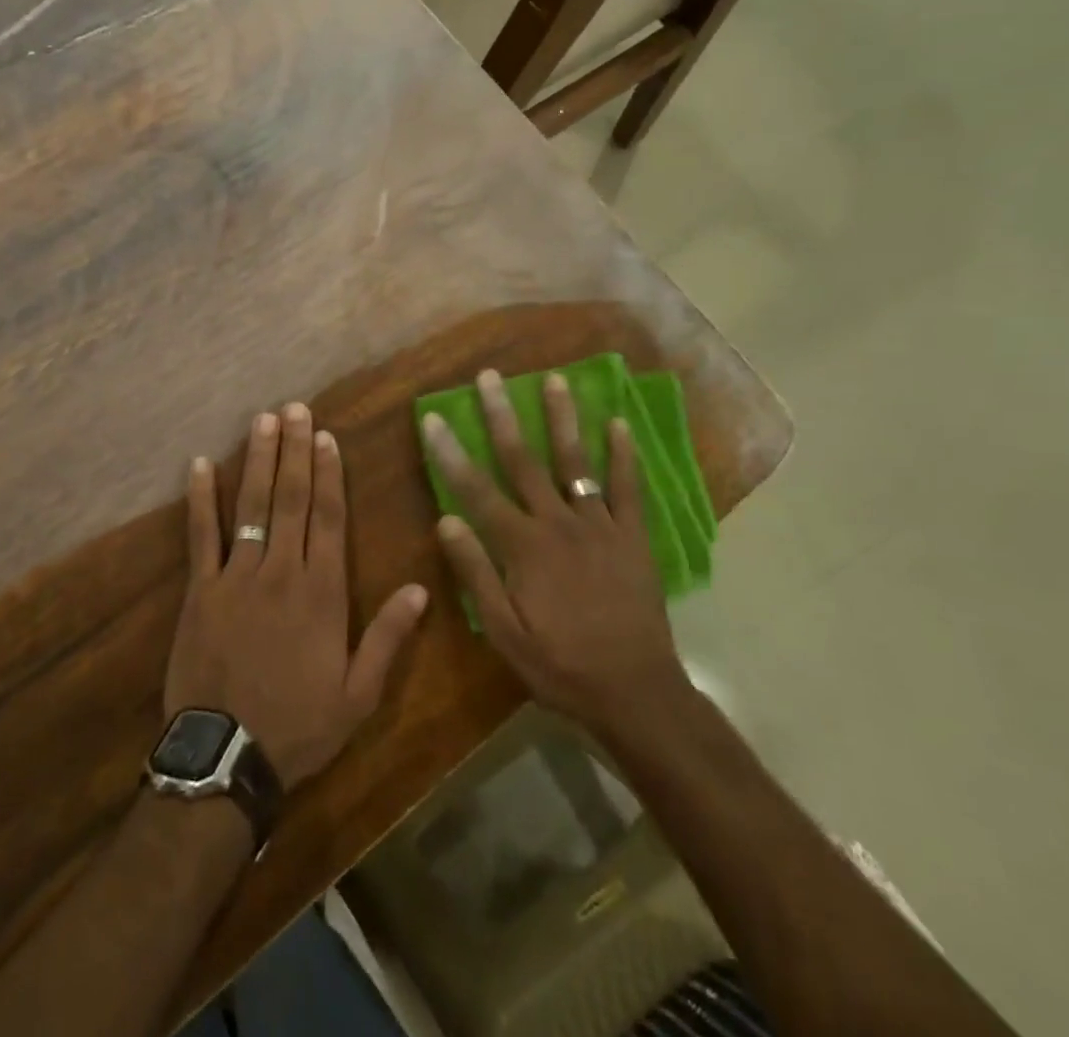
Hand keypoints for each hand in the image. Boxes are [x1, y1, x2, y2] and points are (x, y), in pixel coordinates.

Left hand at [166, 403, 429, 789]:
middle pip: (290, 498)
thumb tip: (420, 587)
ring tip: (263, 420)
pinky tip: (199, 464)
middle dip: (295, 450)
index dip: (329, 473)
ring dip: (257, 459)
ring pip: (251, 505)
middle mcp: (281, 571)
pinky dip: (200, 498)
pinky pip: (201, 535)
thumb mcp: (359, 694)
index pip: (328, 518)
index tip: (327, 436)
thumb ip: (389, 637)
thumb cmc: (299, 725)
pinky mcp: (201, 589)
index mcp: (322, 592)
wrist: (227, 756)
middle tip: (296, 408)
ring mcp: (237, 575)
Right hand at [423, 369, 687, 734]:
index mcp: (523, 546)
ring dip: (563, 418)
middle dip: (503, 415)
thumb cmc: (560, 664)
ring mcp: (599, 526)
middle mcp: (558, 523)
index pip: (476, 489)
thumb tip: (445, 520)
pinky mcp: (632, 537)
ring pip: (576, 462)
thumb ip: (475, 573)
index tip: (433, 417)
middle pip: (524, 460)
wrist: (635, 692)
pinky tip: (618, 423)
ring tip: (554, 379)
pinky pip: (628, 488)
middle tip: (490, 376)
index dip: (450, 452)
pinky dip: (623, 455)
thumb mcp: (504, 632)